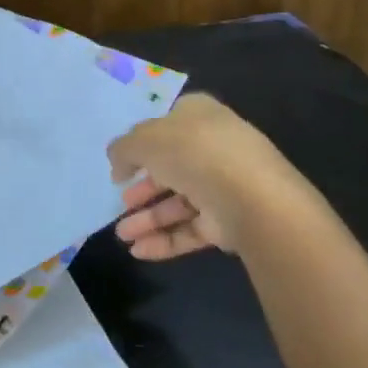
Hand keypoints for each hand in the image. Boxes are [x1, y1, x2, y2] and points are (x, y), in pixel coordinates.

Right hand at [107, 93, 299, 258]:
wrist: (249, 198)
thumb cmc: (193, 153)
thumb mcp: (144, 140)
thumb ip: (123, 149)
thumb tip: (118, 162)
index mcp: (199, 116)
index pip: (166, 125)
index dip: (140, 143)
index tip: (120, 164)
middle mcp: (213, 148)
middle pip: (170, 168)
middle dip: (142, 189)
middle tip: (120, 201)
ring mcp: (223, 186)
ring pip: (177, 203)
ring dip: (147, 219)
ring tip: (121, 235)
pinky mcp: (228, 222)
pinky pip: (190, 229)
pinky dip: (164, 239)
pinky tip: (138, 251)